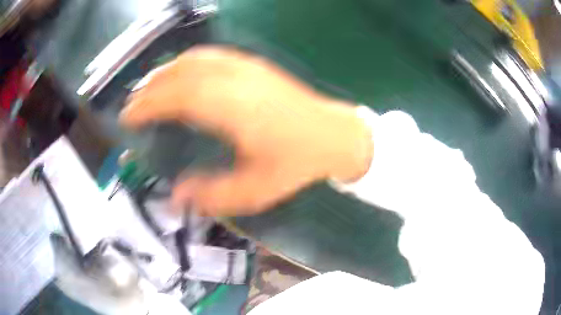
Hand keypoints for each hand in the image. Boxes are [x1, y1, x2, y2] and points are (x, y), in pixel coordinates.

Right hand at [120, 45, 372, 215]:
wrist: (334, 135)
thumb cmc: (297, 163)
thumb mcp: (256, 190)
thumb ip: (213, 195)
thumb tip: (175, 197)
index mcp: (231, 108)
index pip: (174, 97)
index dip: (146, 104)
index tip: (127, 116)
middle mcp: (234, 79)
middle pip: (179, 74)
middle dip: (149, 88)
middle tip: (132, 105)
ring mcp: (246, 66)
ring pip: (193, 59)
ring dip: (165, 71)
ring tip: (149, 89)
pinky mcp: (254, 64)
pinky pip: (211, 55)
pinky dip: (187, 62)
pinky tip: (181, 73)